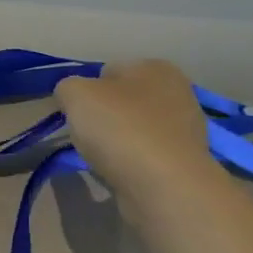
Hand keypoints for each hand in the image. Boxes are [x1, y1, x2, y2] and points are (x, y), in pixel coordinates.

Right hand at [54, 60, 222, 200]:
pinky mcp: (185, 160)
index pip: (107, 71)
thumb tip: (74, 97)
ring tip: (104, 158)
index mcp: (154, 67)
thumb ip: (68, 87)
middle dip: (103, 116)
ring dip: (117, 140)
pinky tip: (123, 172)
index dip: (86, 91)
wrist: (164, 184)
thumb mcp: (75, 94)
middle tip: (88, 135)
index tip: (76, 113)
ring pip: (134, 128)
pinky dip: (131, 161)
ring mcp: (185, 127)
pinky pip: (145, 154)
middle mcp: (177, 91)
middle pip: (122, 100)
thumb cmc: (119, 128)